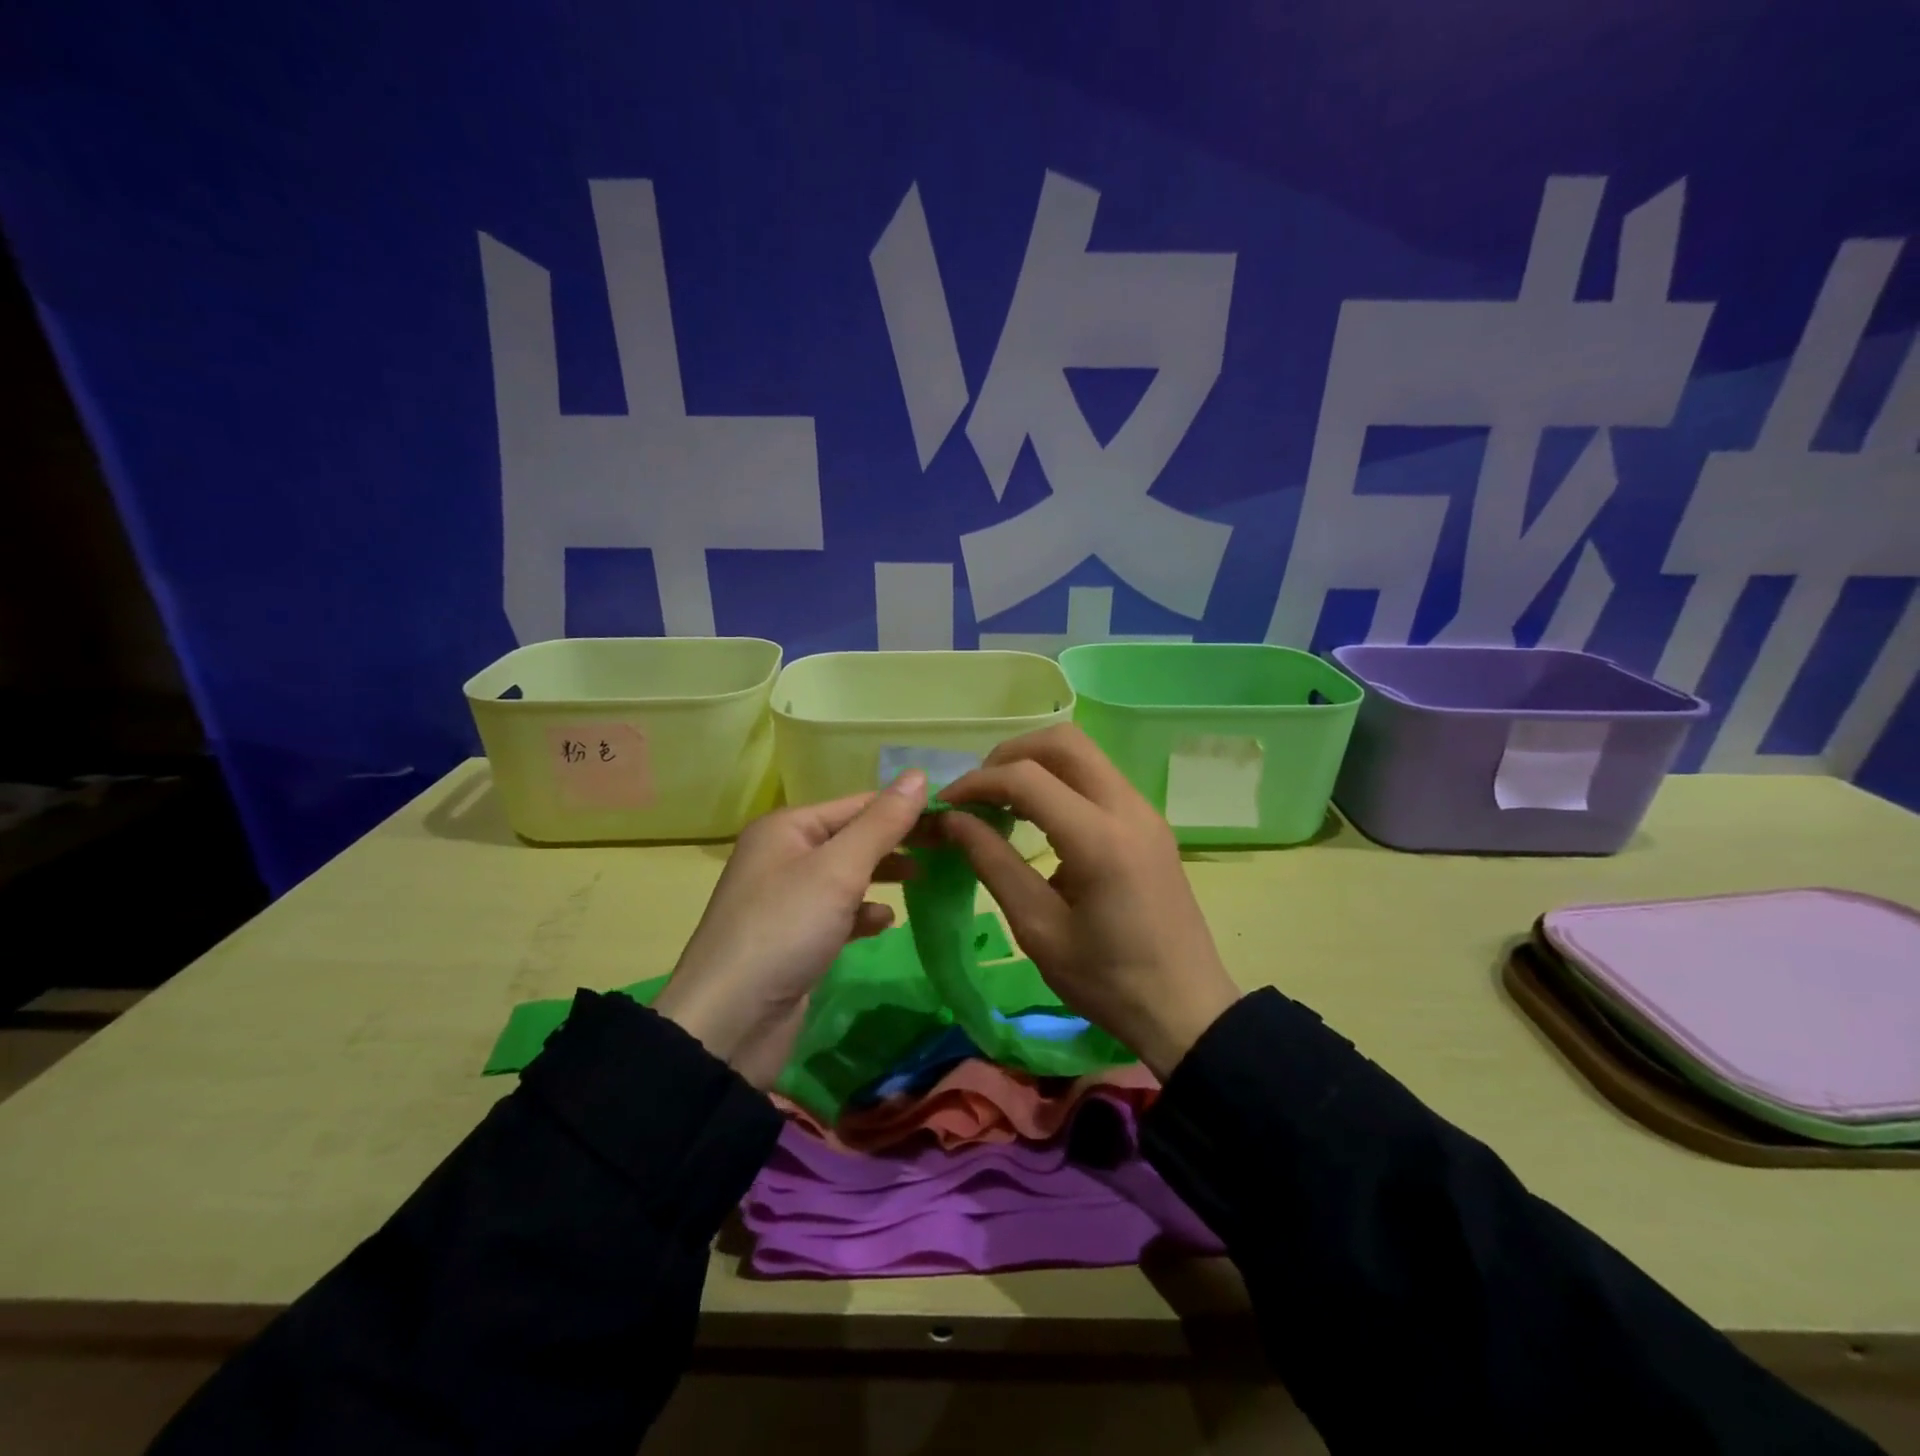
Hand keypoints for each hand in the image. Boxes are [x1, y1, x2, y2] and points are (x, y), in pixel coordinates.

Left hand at [653, 770, 926, 1087]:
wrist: (729, 1024)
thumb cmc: (786, 929)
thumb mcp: (839, 869)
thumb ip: (882, 822)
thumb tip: (918, 774)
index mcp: (787, 828)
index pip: (858, 804)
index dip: (904, 808)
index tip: (952, 816)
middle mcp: (784, 855)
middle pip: (853, 837)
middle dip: (896, 842)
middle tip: (947, 847)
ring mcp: (788, 899)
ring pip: (847, 875)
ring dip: (883, 875)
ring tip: (922, 879)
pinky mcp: (795, 938)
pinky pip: (838, 913)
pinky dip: (863, 913)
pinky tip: (884, 922)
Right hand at [939, 726, 1239, 1079]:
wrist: (1187, 1009)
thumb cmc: (1108, 981)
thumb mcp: (1039, 929)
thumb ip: (993, 864)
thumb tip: (954, 820)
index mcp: (1099, 839)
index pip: (1026, 778)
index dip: (977, 783)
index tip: (946, 806)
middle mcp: (1127, 808)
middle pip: (1062, 742)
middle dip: (1009, 756)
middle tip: (977, 794)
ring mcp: (1144, 811)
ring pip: (1083, 754)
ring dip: (1035, 764)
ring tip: (1000, 804)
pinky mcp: (1149, 822)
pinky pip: (1098, 778)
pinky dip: (1060, 781)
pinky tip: (1038, 818)